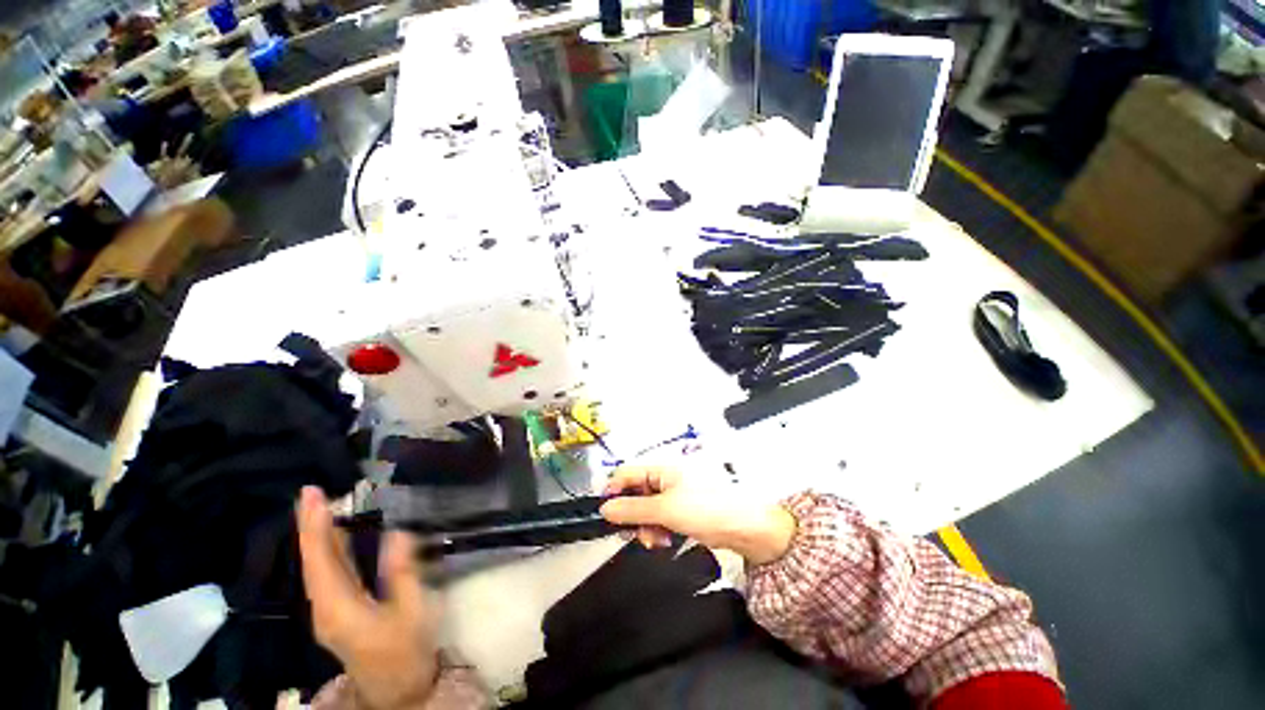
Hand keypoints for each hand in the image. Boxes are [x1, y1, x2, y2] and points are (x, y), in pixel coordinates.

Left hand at [297, 487, 439, 709]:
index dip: (314, 527)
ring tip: (319, 505)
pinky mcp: (336, 610)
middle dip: (310, 525)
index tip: (312, 496)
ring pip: (316, 566)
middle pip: (312, 561)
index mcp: (339, 607)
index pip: (320, 560)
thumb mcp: (412, 610)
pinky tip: (334, 535)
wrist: (397, 688)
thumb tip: (397, 533)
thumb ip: (402, 572)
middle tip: (311, 491)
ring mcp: (327, 610)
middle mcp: (324, 607)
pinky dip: (326, 549)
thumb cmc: (407, 648)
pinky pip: (326, 573)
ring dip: (316, 535)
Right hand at [599, 467, 796, 565]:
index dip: (614, 491)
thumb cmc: (707, 508)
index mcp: (661, 469)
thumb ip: (632, 509)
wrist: (743, 528)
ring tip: (657, 539)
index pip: (627, 474)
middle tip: (635, 532)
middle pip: (635, 494)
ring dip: (645, 527)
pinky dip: (658, 531)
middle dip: (632, 515)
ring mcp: (673, 497)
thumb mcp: (665, 509)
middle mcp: (665, 480)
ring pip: (645, 510)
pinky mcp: (681, 513)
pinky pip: (658, 520)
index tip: (607, 513)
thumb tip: (605, 509)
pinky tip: (665, 540)